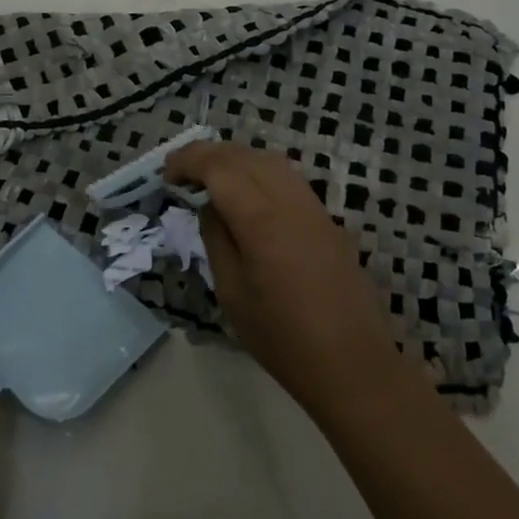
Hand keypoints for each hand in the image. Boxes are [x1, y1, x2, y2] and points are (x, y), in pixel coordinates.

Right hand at [164, 142, 404, 414]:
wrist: (352, 364)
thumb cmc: (282, 339)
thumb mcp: (232, 294)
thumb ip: (217, 240)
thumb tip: (210, 207)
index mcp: (263, 222)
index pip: (220, 168)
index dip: (189, 161)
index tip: (166, 174)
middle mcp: (291, 202)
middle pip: (246, 156)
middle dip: (209, 154)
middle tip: (181, 172)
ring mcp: (315, 208)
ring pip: (271, 161)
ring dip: (236, 159)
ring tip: (210, 177)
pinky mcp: (328, 220)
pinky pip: (289, 179)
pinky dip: (260, 172)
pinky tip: (247, 194)